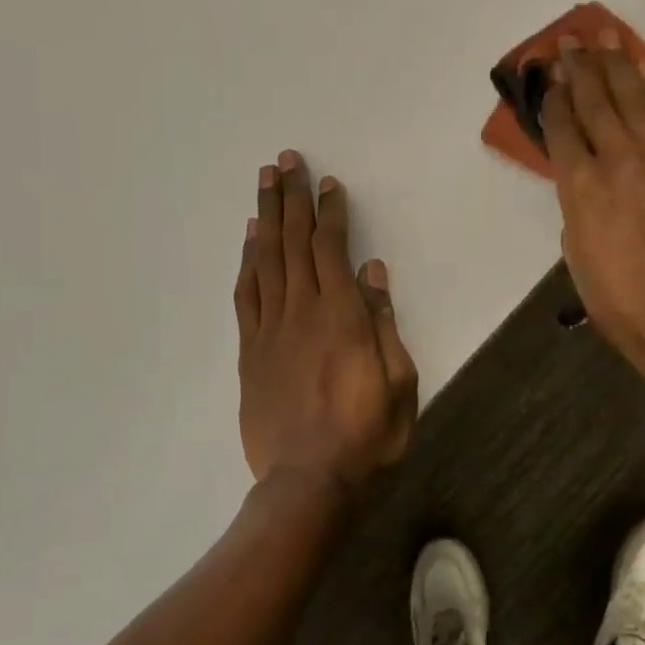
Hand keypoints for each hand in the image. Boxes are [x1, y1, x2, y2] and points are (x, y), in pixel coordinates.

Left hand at [233, 150, 418, 498]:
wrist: (308, 483)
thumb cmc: (367, 435)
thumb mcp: (398, 381)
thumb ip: (382, 321)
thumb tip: (371, 271)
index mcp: (341, 315)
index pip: (331, 249)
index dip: (329, 212)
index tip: (326, 182)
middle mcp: (302, 311)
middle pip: (293, 243)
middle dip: (291, 198)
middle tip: (284, 161)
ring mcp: (270, 330)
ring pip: (266, 260)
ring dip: (265, 217)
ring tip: (264, 183)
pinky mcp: (250, 351)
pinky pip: (246, 295)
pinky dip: (247, 262)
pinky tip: (249, 240)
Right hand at [542, 32, 644, 384]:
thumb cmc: (615, 296)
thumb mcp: (575, 246)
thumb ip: (576, 197)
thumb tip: (582, 169)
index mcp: (583, 186)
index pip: (564, 126)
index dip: (552, 95)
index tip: (546, 70)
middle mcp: (622, 161)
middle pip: (598, 102)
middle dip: (581, 67)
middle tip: (570, 39)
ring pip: (638, 100)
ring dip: (620, 65)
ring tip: (608, 37)